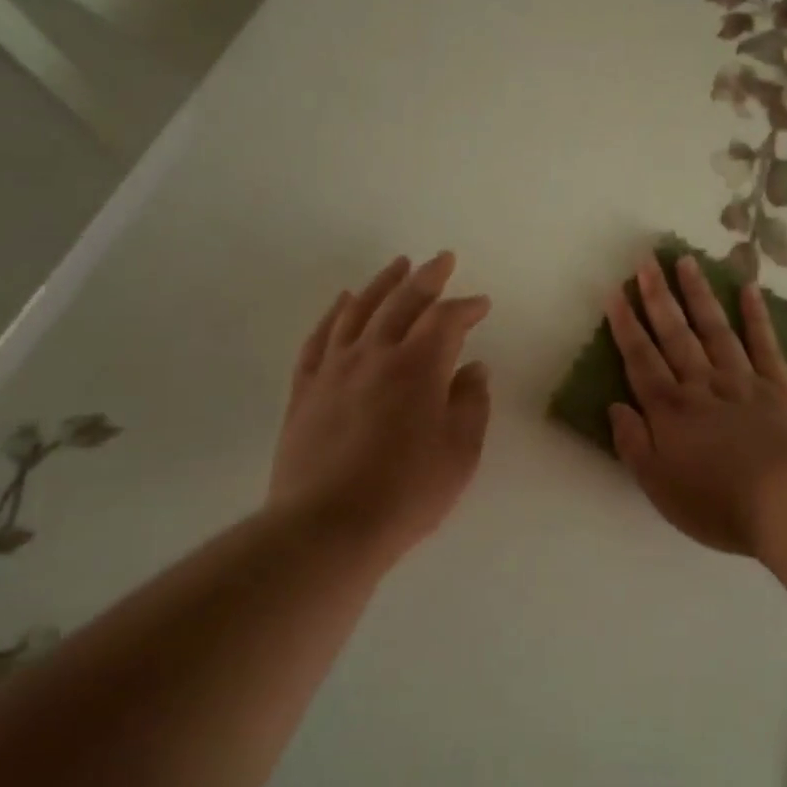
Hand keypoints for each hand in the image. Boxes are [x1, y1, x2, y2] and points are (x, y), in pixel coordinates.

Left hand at [270, 252, 491, 557]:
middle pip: (402, 302)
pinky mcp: (305, 390)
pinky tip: (342, 302)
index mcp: (418, 367)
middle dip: (427, 278)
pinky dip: (334, 314)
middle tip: (443, 260)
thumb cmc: (408, 492)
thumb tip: (474, 369)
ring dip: (381, 284)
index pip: (446, 320)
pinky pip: (319, 339)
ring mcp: (334, 369)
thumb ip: (471, 403)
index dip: (467, 307)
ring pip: (358, 310)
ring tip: (397, 265)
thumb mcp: (460, 451)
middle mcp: (374, 355)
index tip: (481, 304)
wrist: (328, 526)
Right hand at [606, 254, 786, 555]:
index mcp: (670, 410)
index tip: (615, 293)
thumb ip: (634, 444)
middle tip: (646, 260)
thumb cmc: (718, 502)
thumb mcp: (659, 486)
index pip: (641, 359)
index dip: (626, 326)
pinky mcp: (780, 388)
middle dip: (658, 297)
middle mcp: (703, 385)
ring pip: (716, 329)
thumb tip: (616, 407)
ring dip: (699, 295)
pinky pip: (765, 345)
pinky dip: (757, 316)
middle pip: (676, 334)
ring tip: (687, 262)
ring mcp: (744, 381)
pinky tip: (749, 290)